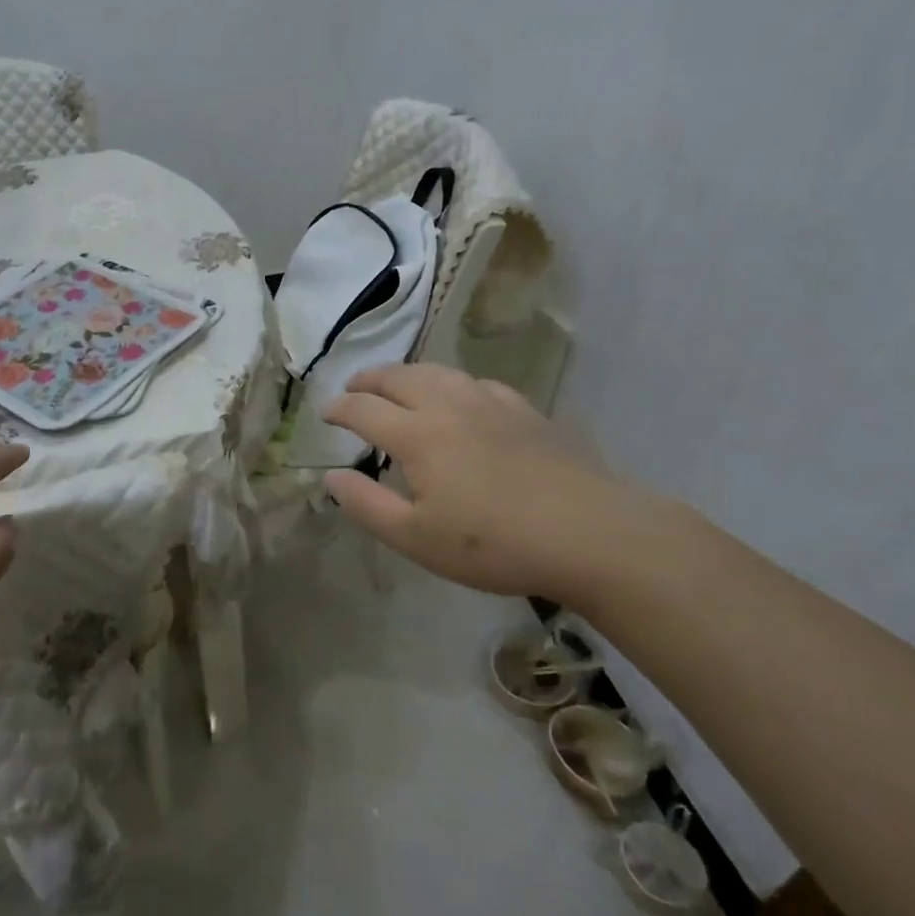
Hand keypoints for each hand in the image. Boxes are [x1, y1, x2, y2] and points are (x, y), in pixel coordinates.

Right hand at [322, 364, 668, 601]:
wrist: (589, 532)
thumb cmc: (494, 543)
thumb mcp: (416, 538)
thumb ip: (366, 505)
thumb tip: (330, 477)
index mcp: (417, 435)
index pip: (364, 409)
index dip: (338, 408)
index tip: (324, 414)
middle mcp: (448, 406)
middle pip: (398, 377)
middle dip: (368, 379)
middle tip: (353, 388)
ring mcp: (490, 403)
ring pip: (438, 372)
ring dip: (407, 374)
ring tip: (397, 383)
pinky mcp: (525, 410)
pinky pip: (477, 382)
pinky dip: (453, 383)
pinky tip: (461, 397)